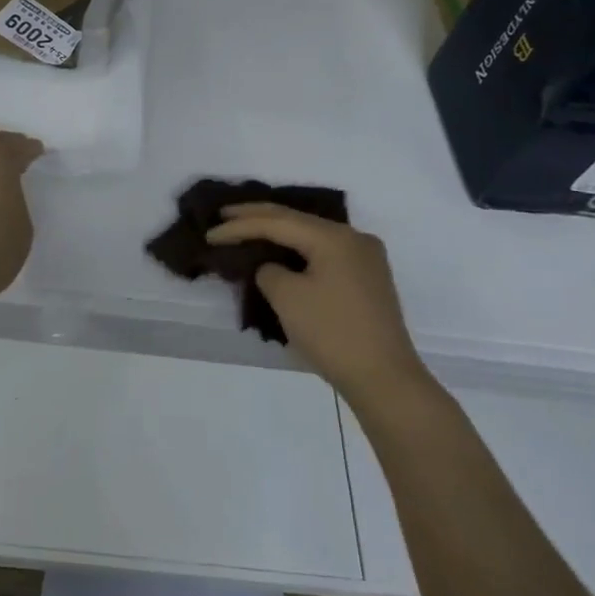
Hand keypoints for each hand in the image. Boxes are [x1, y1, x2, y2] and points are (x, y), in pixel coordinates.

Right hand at [207, 204, 430, 398]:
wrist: (384, 379)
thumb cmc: (332, 333)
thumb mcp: (288, 298)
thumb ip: (269, 272)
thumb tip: (272, 268)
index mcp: (334, 237)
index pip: (277, 222)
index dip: (240, 227)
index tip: (210, 234)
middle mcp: (353, 238)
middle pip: (296, 220)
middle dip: (258, 218)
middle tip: (224, 216)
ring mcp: (365, 258)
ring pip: (311, 236)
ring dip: (279, 233)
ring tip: (247, 229)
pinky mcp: (367, 279)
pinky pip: (324, 253)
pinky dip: (298, 251)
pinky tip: (281, 252)